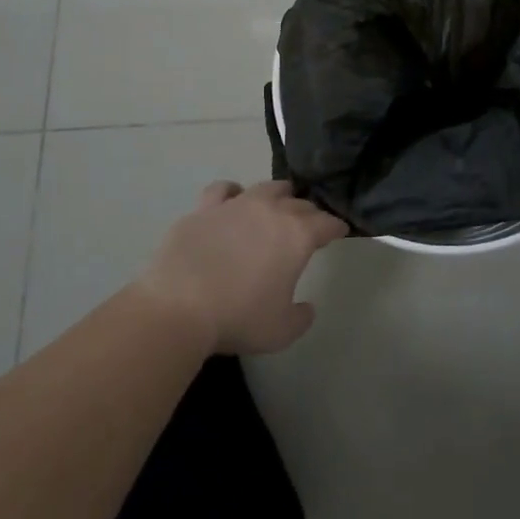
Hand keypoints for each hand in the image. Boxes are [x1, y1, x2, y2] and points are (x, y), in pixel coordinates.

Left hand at [137, 180, 348, 353]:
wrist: (179, 306)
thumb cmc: (238, 318)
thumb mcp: (282, 330)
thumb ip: (301, 316)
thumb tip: (306, 307)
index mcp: (297, 235)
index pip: (328, 222)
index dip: (336, 227)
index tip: (339, 232)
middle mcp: (271, 210)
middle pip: (299, 203)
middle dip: (308, 214)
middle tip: (308, 228)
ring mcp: (236, 204)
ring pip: (267, 187)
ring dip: (278, 196)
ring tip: (276, 206)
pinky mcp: (205, 207)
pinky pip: (224, 189)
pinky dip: (233, 193)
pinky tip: (232, 201)